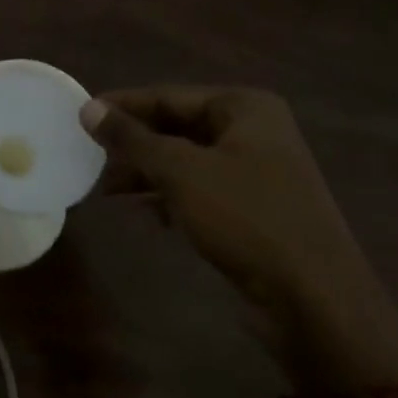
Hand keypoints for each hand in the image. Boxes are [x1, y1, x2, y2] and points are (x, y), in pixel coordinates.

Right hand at [81, 86, 397, 391]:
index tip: (81, 116)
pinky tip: (147, 214)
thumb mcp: (181, 172)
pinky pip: (202, 190)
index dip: (123, 106)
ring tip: (108, 189)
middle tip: (91, 156)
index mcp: (244, 108)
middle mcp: (254, 132)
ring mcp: (258, 172)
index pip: (168, 96)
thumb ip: (132, 138)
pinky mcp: (256, 209)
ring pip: (187, 161)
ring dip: (148, 173)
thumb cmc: (247, 218)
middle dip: (135, 144)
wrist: (316, 302)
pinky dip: (172, 197)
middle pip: (178, 126)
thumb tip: (89, 108)